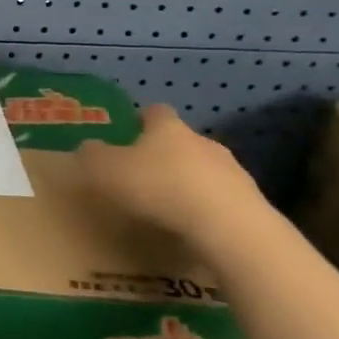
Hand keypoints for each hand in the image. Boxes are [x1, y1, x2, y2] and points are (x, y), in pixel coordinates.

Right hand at [76, 104, 267, 240]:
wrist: (227, 227)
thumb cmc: (160, 188)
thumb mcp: (107, 171)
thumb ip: (93, 156)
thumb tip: (88, 147)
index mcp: (168, 128)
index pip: (156, 112)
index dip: (142, 119)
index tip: (130, 131)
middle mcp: (202, 141)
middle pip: (181, 140)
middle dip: (165, 154)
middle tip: (144, 174)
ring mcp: (231, 171)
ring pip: (204, 170)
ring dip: (188, 182)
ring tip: (170, 206)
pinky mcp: (249, 201)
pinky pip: (220, 199)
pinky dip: (206, 207)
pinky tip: (193, 227)